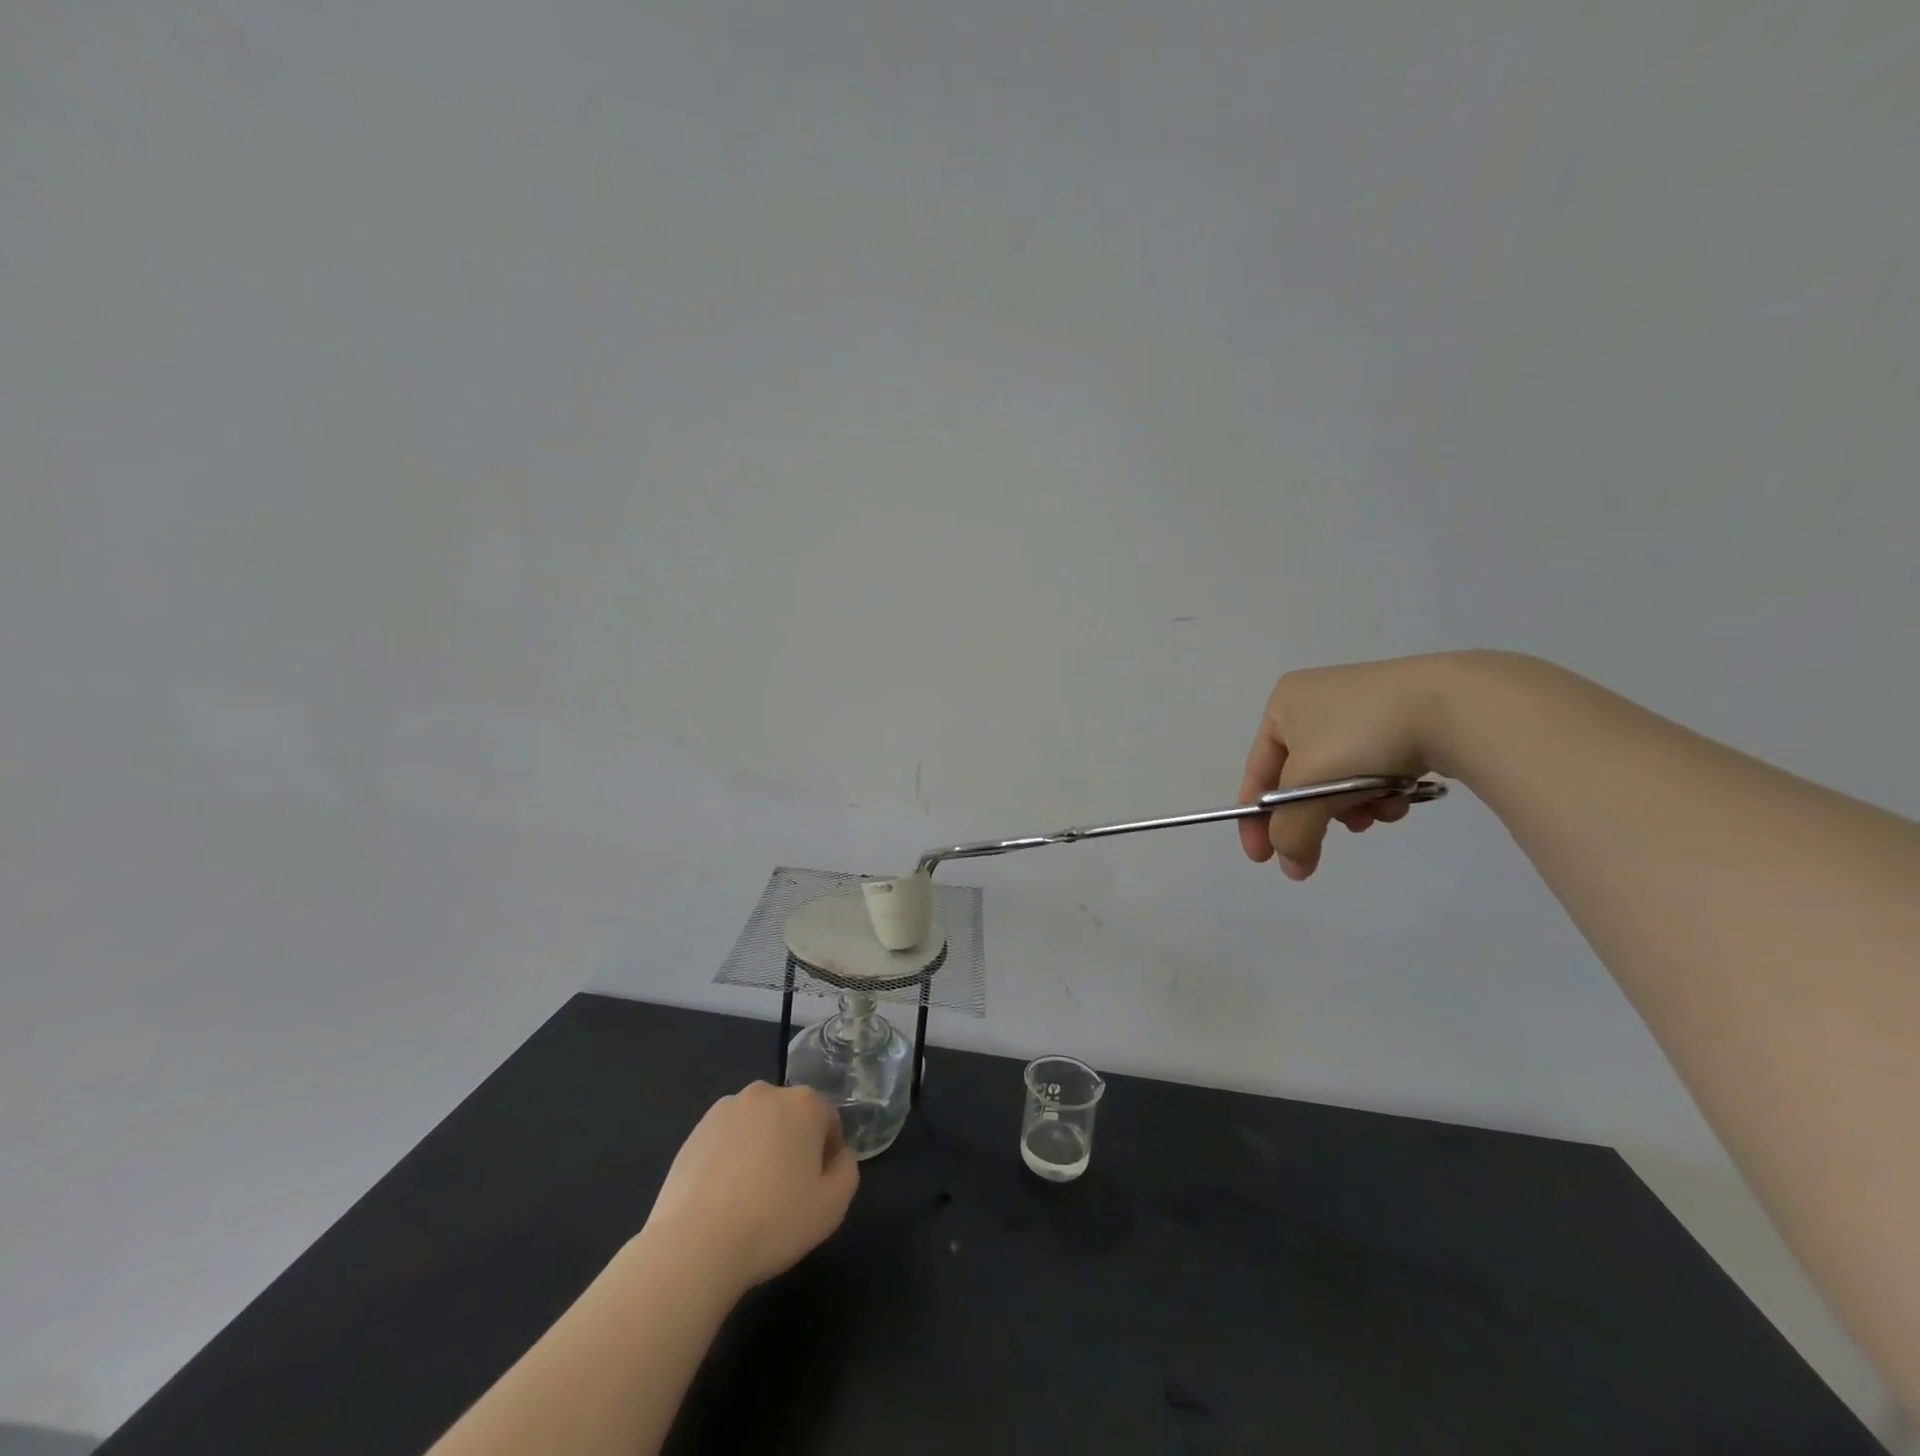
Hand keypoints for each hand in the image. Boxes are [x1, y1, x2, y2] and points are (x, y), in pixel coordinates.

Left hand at [641, 1082, 859, 1297]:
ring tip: (751, 1195)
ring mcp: (727, 1108)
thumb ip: (847, 1170)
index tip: (816, 1187)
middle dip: (794, 1145)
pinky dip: (731, 1156)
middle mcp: (767, 1093)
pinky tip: (724, 1194)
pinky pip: (727, 1137)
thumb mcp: (833, 1206)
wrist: (695, 1244)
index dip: (827, 1154)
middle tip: (786, 1191)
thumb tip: (838, 1156)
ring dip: (761, 1147)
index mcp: (804, 1103)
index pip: (828, 1120)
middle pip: (792, 1117)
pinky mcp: (696, 1128)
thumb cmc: (774, 1222)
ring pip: (758, 1125)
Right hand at [1237, 653, 1468, 878]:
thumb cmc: (1360, 738)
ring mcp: (1363, 706)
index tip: (1261, 859)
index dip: (1255, 819)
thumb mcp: (1309, 789)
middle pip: (1302, 777)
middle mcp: (1316, 700)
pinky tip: (1399, 798)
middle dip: (1315, 813)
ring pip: (1340, 776)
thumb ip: (1290, 832)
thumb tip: (1292, 867)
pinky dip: (1379, 790)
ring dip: (1351, 805)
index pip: (1258, 772)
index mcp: (1283, 704)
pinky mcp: (1403, 718)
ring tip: (1374, 815)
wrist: (1454, 706)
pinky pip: (1374, 766)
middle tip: (1324, 844)